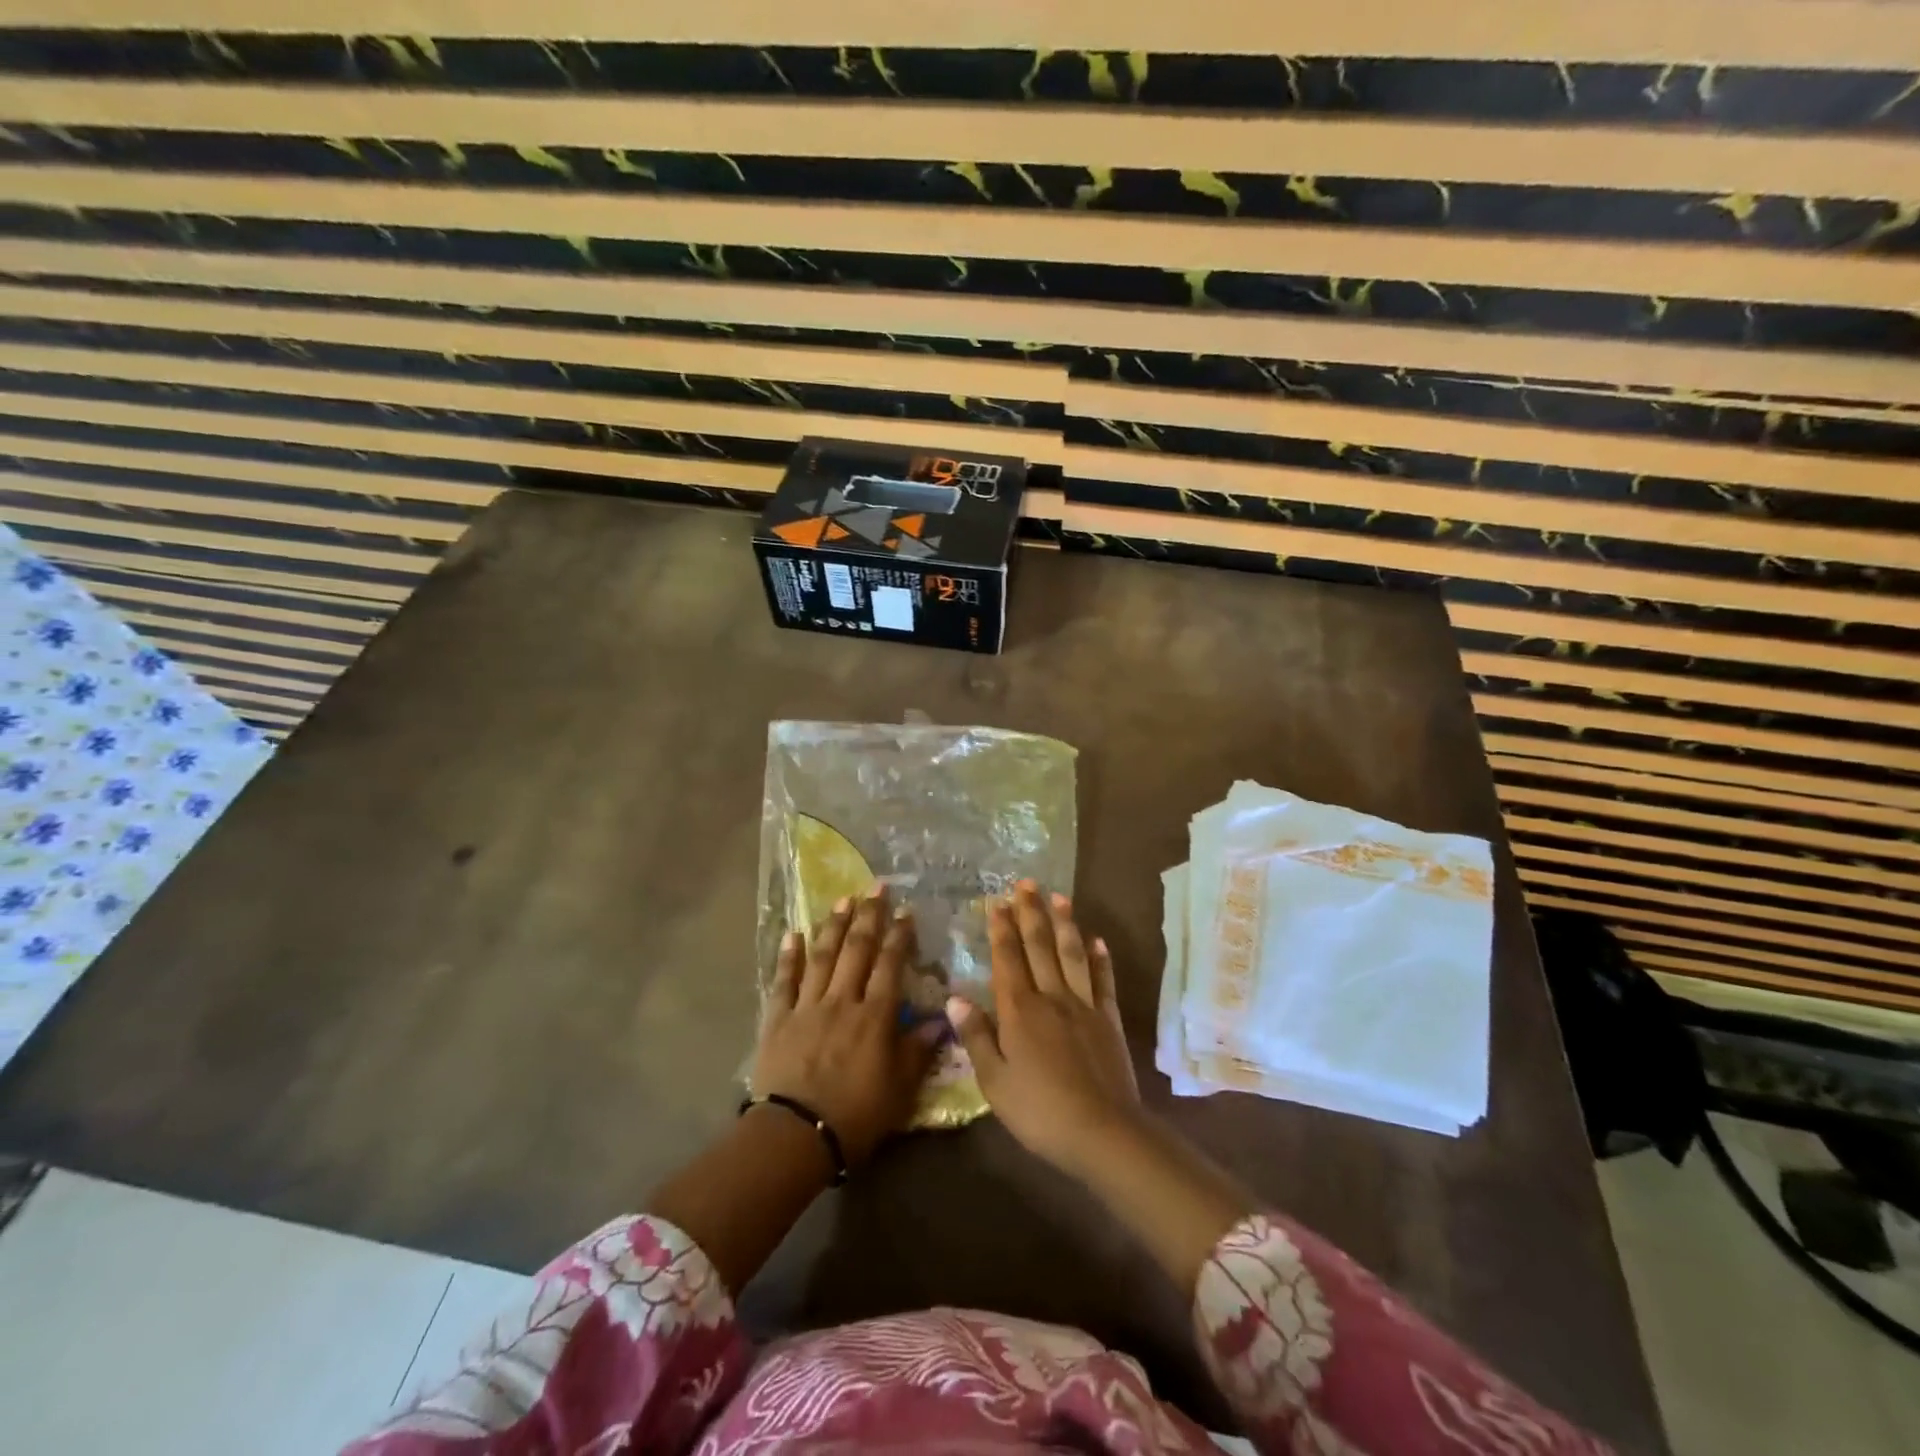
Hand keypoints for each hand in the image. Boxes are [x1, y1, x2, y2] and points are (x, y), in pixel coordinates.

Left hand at [752, 887, 937, 1167]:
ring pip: (823, 956)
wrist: (796, 1136)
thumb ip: (918, 1050)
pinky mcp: (778, 1019)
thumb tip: (942, 1020)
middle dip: (868, 916)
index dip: (899, 936)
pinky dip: (789, 956)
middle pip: (857, 950)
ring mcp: (807, 1006)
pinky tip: (793, 934)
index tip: (906, 912)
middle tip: (875, 887)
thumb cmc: (856, 1116)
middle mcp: (843, 1001)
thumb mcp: (900, 1090)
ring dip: (834, 925)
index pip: (890, 965)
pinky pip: (784, 981)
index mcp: (875, 1016)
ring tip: (843, 899)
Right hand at [947, 880, 1140, 1173]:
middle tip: (1026, 883)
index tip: (997, 902)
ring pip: (1072, 954)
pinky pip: (1103, 981)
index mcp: (1019, 1010)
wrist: (1103, 1132)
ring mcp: (1084, 1006)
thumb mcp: (994, 1081)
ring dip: (1065, 923)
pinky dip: (1100, 958)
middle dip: (1031, 913)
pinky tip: (1097, 940)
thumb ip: (975, 1037)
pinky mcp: (1108, 1019)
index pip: (1008, 959)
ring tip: (1059, 897)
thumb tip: (955, 998)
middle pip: (1040, 946)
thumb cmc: (1039, 1110)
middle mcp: (1052, 997)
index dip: (1002, 929)